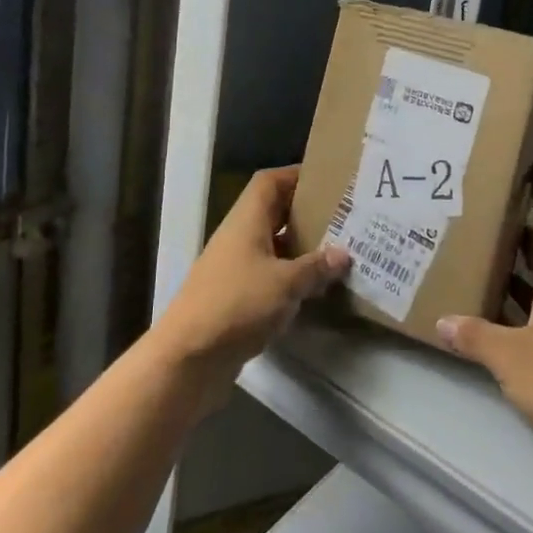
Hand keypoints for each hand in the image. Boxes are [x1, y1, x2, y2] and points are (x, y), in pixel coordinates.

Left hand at [153, 166, 349, 412]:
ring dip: (301, 247)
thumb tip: (344, 254)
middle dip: (306, 212)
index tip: (328, 180)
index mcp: (247, 220)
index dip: (296, 175)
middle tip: (342, 216)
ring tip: (338, 250)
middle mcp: (239, 237)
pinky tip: (316, 288)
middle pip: (274, 212)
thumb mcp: (285, 284)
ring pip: (273, 245)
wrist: (189, 357)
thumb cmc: (236, 304)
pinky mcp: (237, 297)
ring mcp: (235, 268)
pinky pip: (270, 275)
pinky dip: (291, 277)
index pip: (270, 182)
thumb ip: (316, 267)